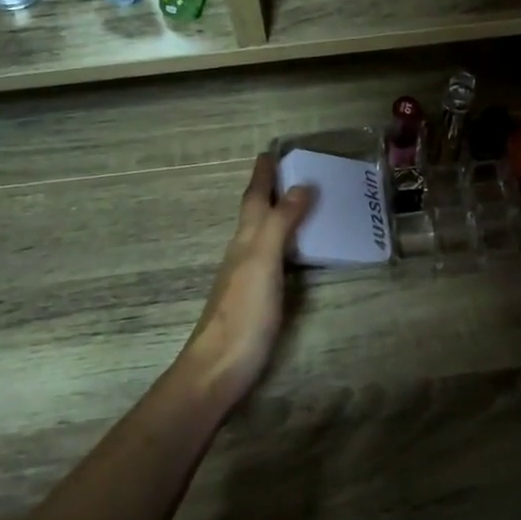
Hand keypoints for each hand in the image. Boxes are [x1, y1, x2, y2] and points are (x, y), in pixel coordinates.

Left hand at [174, 153, 316, 411]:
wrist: (219, 368)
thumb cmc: (243, 314)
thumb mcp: (263, 262)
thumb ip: (280, 224)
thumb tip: (301, 185)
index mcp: (244, 240)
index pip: (254, 199)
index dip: (262, 176)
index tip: (270, 151)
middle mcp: (242, 254)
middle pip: (255, 214)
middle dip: (269, 191)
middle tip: (291, 172)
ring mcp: (246, 278)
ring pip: (260, 236)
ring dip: (277, 216)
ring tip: (299, 204)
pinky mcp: (255, 300)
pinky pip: (271, 258)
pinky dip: (283, 245)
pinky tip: (294, 253)